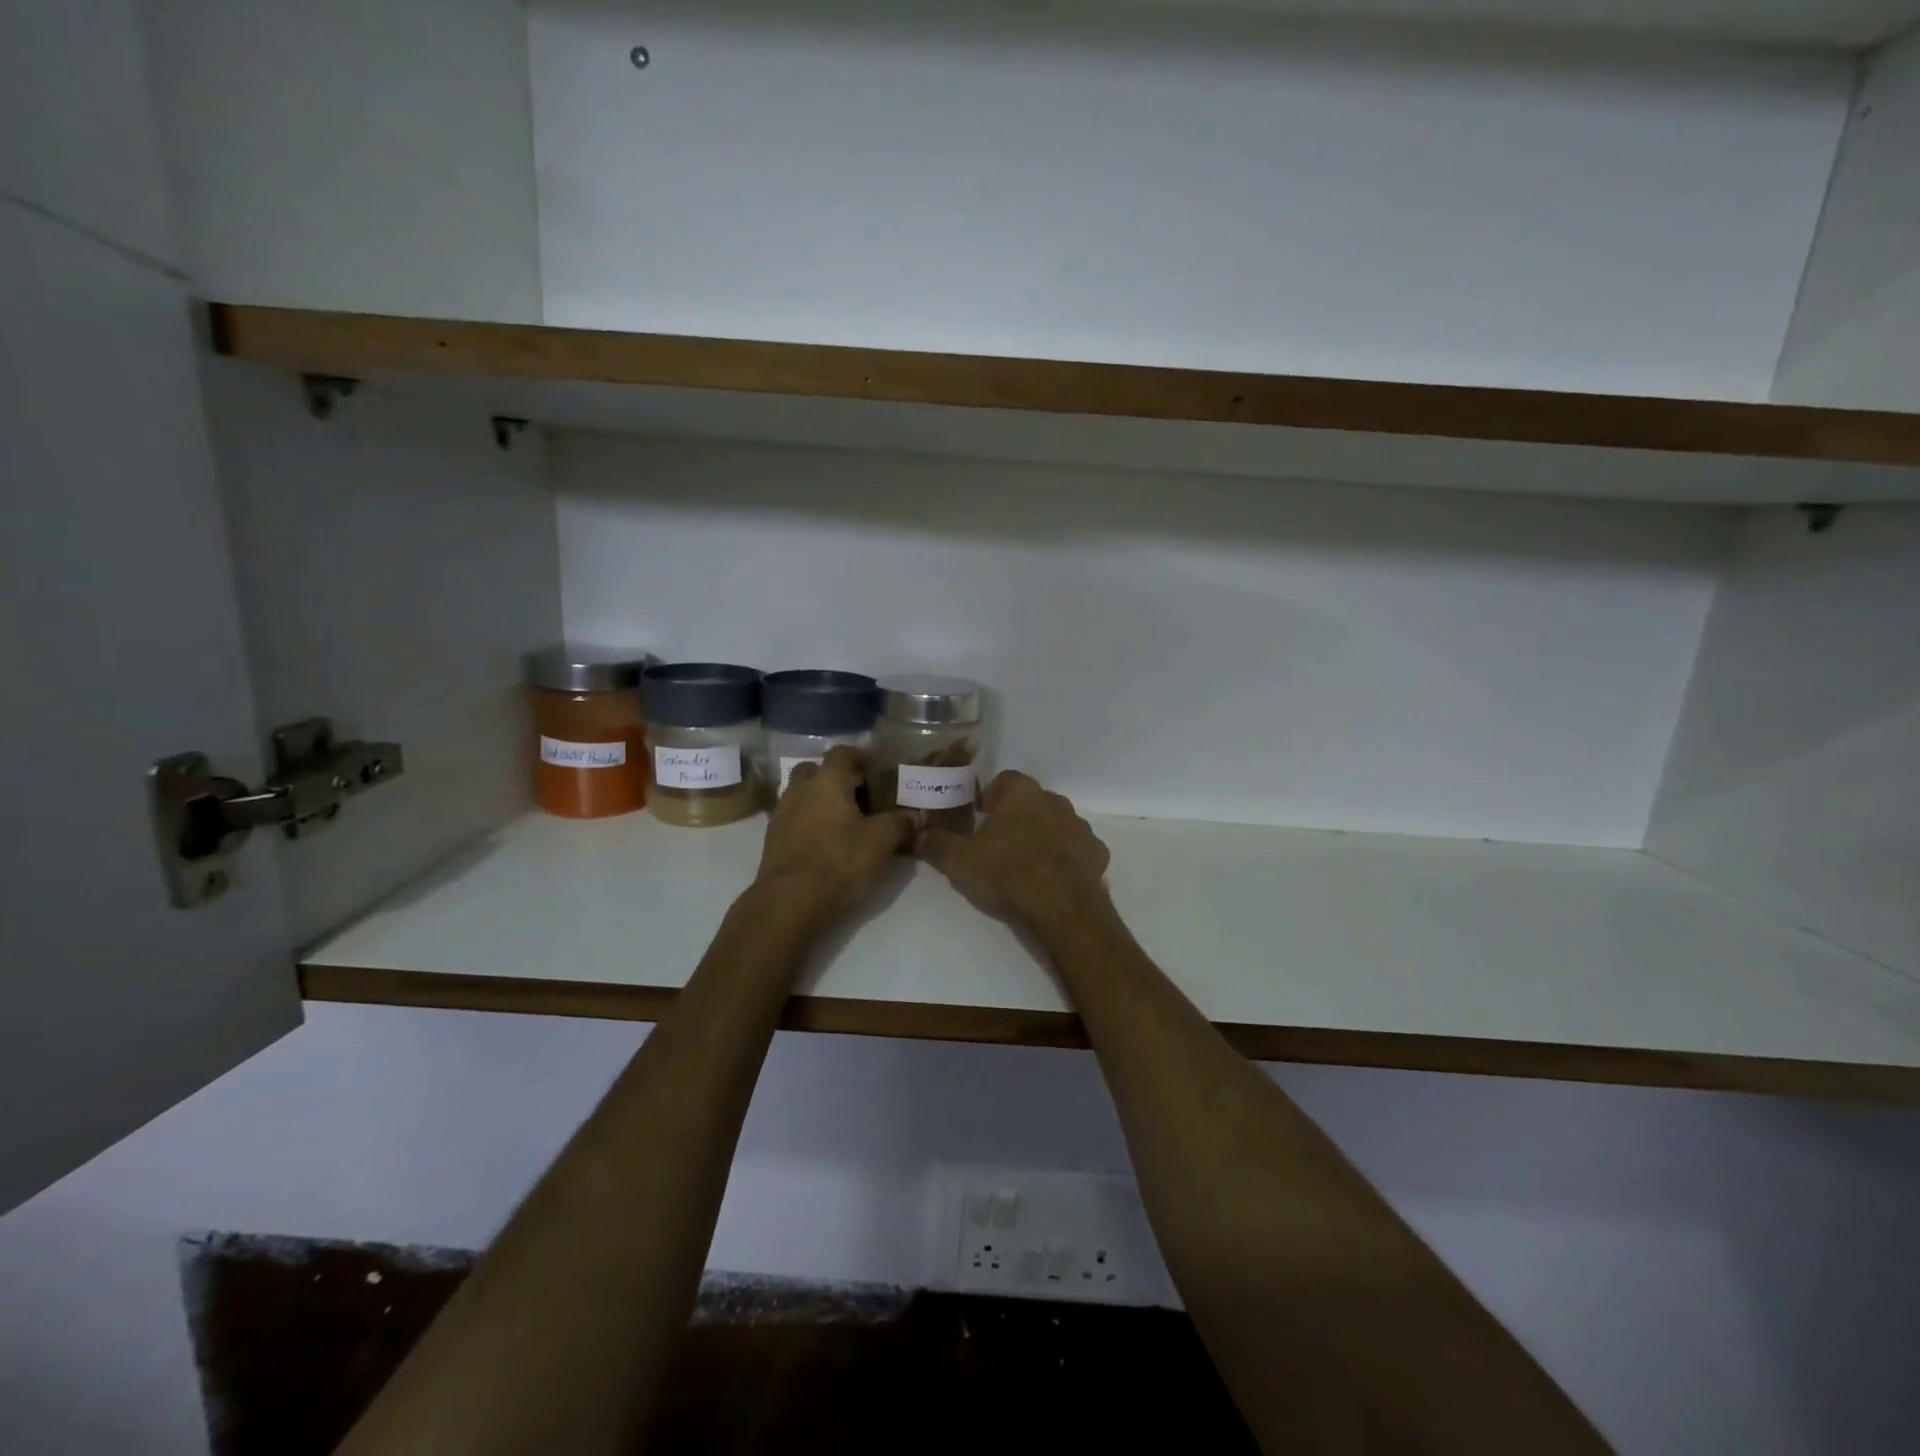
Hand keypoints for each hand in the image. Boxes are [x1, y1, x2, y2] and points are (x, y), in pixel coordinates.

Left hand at [753, 746, 914, 928]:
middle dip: (835, 778)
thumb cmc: (839, 862)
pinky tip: (825, 842)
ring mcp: (781, 815)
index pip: (842, 753)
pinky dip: (808, 822)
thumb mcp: (881, 842)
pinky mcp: (773, 840)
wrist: (788, 903)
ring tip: (843, 821)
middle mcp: (800, 790)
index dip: (860, 757)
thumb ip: (901, 823)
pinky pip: (793, 819)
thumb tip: (916, 814)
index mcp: (827, 782)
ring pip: (801, 795)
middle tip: (858, 795)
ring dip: (820, 801)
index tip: (877, 770)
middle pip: (815, 770)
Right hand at [916, 771, 1110, 935]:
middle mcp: (1055, 801)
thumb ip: (936, 844)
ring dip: (1043, 837)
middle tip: (999, 844)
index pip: (1005, 780)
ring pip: (1057, 824)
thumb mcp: (958, 861)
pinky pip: (1077, 850)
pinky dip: (1066, 860)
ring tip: (1025, 865)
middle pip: (1032, 802)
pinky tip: (1053, 880)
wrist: (1060, 908)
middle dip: (1017, 817)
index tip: (980, 817)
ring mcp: (1080, 827)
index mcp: (1022, 793)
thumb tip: (916, 835)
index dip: (991, 797)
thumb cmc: (1006, 873)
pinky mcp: (1097, 854)